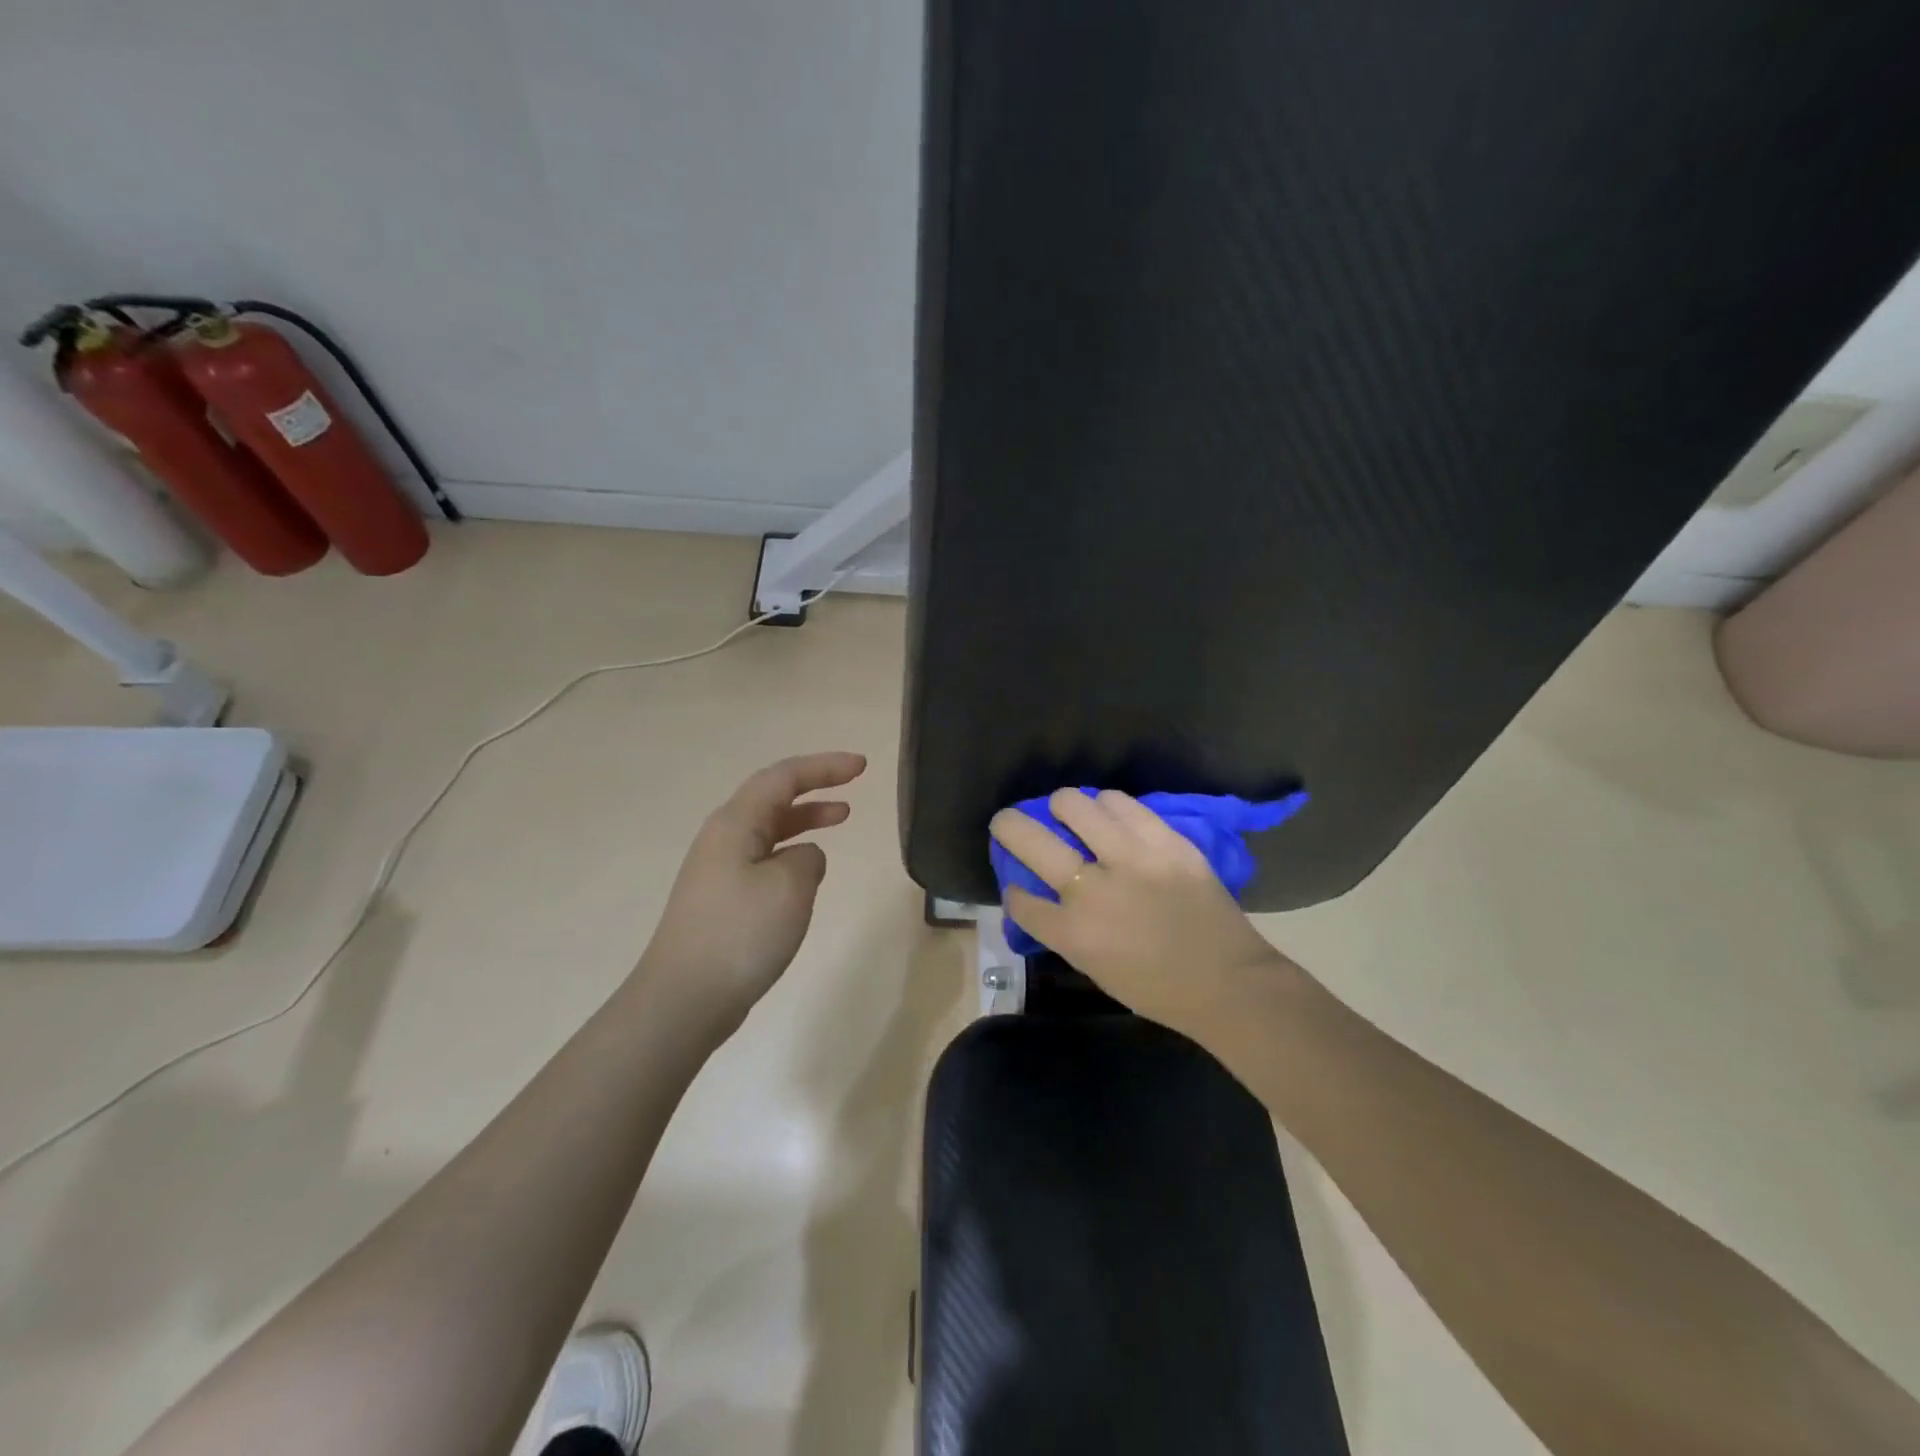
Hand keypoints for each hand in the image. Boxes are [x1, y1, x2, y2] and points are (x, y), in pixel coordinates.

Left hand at [636, 752, 866, 1039]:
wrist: (683, 1000)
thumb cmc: (740, 934)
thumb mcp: (790, 886)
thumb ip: (808, 859)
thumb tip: (804, 857)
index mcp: (735, 823)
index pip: (784, 777)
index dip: (824, 766)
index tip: (862, 766)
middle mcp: (723, 838)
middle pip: (772, 796)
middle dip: (815, 785)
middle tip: (854, 783)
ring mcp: (718, 869)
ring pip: (769, 828)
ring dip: (805, 818)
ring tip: (841, 817)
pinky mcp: (721, 899)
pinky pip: (763, 857)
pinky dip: (792, 851)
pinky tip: (809, 870)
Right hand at [989, 788, 1291, 1033]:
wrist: (1229, 983)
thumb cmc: (1157, 989)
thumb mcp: (1095, 970)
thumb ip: (1064, 931)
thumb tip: (1041, 897)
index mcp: (1073, 934)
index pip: (1021, 900)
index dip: (1014, 891)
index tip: (1018, 887)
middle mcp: (1093, 891)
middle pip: (1030, 840)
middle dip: (1009, 825)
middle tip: (1009, 821)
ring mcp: (1132, 861)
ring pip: (1076, 805)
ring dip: (1065, 808)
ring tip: (1071, 814)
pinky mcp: (1166, 842)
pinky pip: (1123, 804)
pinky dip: (1109, 806)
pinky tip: (1111, 816)